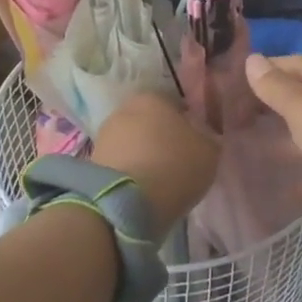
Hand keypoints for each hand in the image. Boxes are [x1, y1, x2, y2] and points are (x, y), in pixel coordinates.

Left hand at [89, 93, 219, 240]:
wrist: (124, 204)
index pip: (177, 105)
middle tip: (179, 163)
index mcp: (154, 97)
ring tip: (160, 182)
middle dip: (163, 139)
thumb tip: (202, 135)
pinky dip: (131, 173)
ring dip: (145, 157)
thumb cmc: (174, 166)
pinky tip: (143, 191)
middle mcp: (125, 109)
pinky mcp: (91, 163)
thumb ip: (208, 137)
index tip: (196, 145)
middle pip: (152, 123)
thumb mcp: (209, 151)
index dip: (189, 125)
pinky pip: (121, 163)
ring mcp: (104, 135)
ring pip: (134, 143)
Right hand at [243, 53, 301, 191]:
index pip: (290, 63)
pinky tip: (286, 191)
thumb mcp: (300, 105)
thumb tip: (252, 58)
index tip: (235, 85)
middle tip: (239, 120)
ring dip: (288, 141)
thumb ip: (275, 86)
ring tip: (254, 152)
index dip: (264, 71)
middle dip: (273, 106)